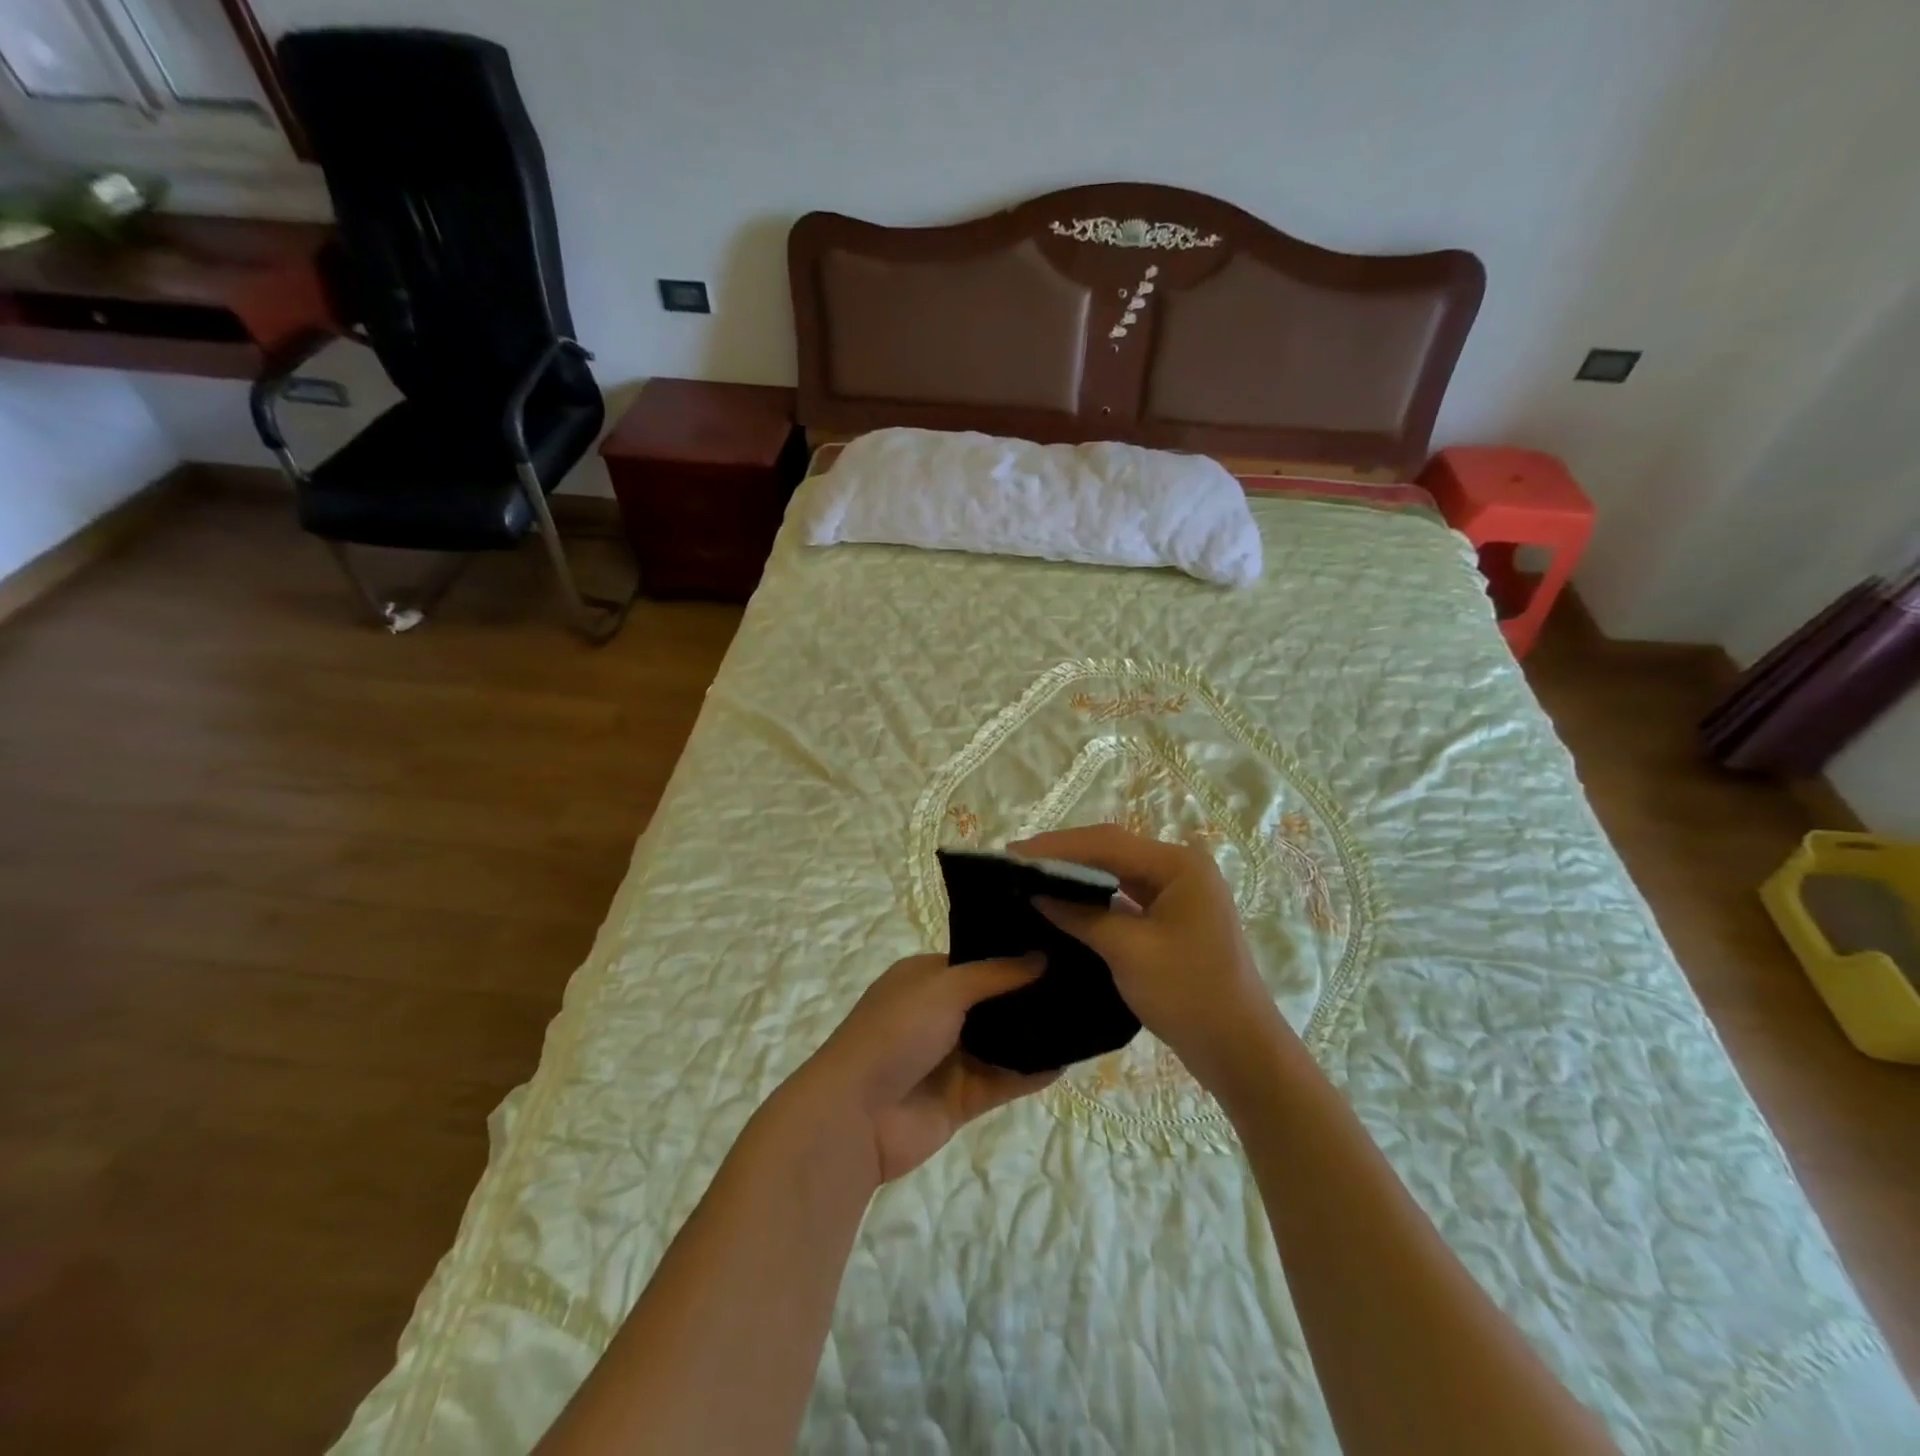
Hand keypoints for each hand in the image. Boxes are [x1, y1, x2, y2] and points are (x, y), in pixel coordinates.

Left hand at [797, 954, 1058, 1183]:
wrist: (856, 1114)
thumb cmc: (895, 1032)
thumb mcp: (943, 987)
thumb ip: (995, 974)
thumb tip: (1041, 956)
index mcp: (925, 979)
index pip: (977, 961)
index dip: (1013, 956)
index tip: (1058, 947)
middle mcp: (939, 1014)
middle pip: (993, 1002)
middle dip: (1030, 995)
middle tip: (1083, 982)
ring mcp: (950, 1058)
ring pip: (1002, 1043)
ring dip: (1035, 1035)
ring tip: (1086, 1017)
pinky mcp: (962, 1099)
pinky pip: (1004, 1081)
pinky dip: (1032, 1073)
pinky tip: (1068, 1061)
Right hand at [1011, 825, 1292, 1092]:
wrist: (1239, 1050)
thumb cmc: (1188, 994)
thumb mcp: (1128, 951)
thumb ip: (1080, 915)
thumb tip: (1037, 893)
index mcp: (1179, 866)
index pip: (1106, 843)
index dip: (1057, 846)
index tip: (1013, 853)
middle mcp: (1181, 869)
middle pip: (1112, 851)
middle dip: (1065, 856)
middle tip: (1017, 863)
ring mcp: (1179, 894)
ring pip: (1118, 873)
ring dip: (1078, 875)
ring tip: (1033, 877)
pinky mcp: (1173, 918)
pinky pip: (1126, 896)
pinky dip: (1095, 897)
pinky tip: (1066, 902)